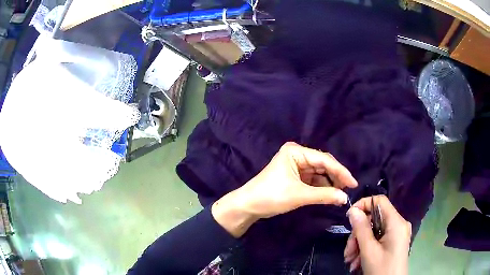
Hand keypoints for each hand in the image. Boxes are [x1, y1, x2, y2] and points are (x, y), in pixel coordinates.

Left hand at [212, 142, 357, 236]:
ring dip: (329, 182)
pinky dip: (321, 186)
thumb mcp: (299, 195)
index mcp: (296, 151)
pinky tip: (329, 193)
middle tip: (348, 189)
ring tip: (340, 193)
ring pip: (319, 172)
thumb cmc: (271, 196)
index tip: (354, 183)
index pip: (324, 160)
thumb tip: (345, 198)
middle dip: (335, 177)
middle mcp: (297, 154)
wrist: (249, 205)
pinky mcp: (294, 175)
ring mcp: (296, 165)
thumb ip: (325, 195)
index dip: (341, 171)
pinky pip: (313, 179)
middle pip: (323, 164)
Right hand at [344, 195, 410, 274]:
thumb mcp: (369, 251)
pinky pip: (377, 240)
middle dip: (358, 235)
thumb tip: (353, 210)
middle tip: (348, 252)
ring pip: (374, 231)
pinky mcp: (393, 243)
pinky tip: (357, 263)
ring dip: (359, 245)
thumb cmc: (382, 269)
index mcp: (396, 223)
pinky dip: (365, 249)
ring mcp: (396, 234)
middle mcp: (398, 225)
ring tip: (350, 261)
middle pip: (374, 219)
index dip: (363, 204)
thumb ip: (361, 229)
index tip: (349, 217)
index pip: (380, 201)